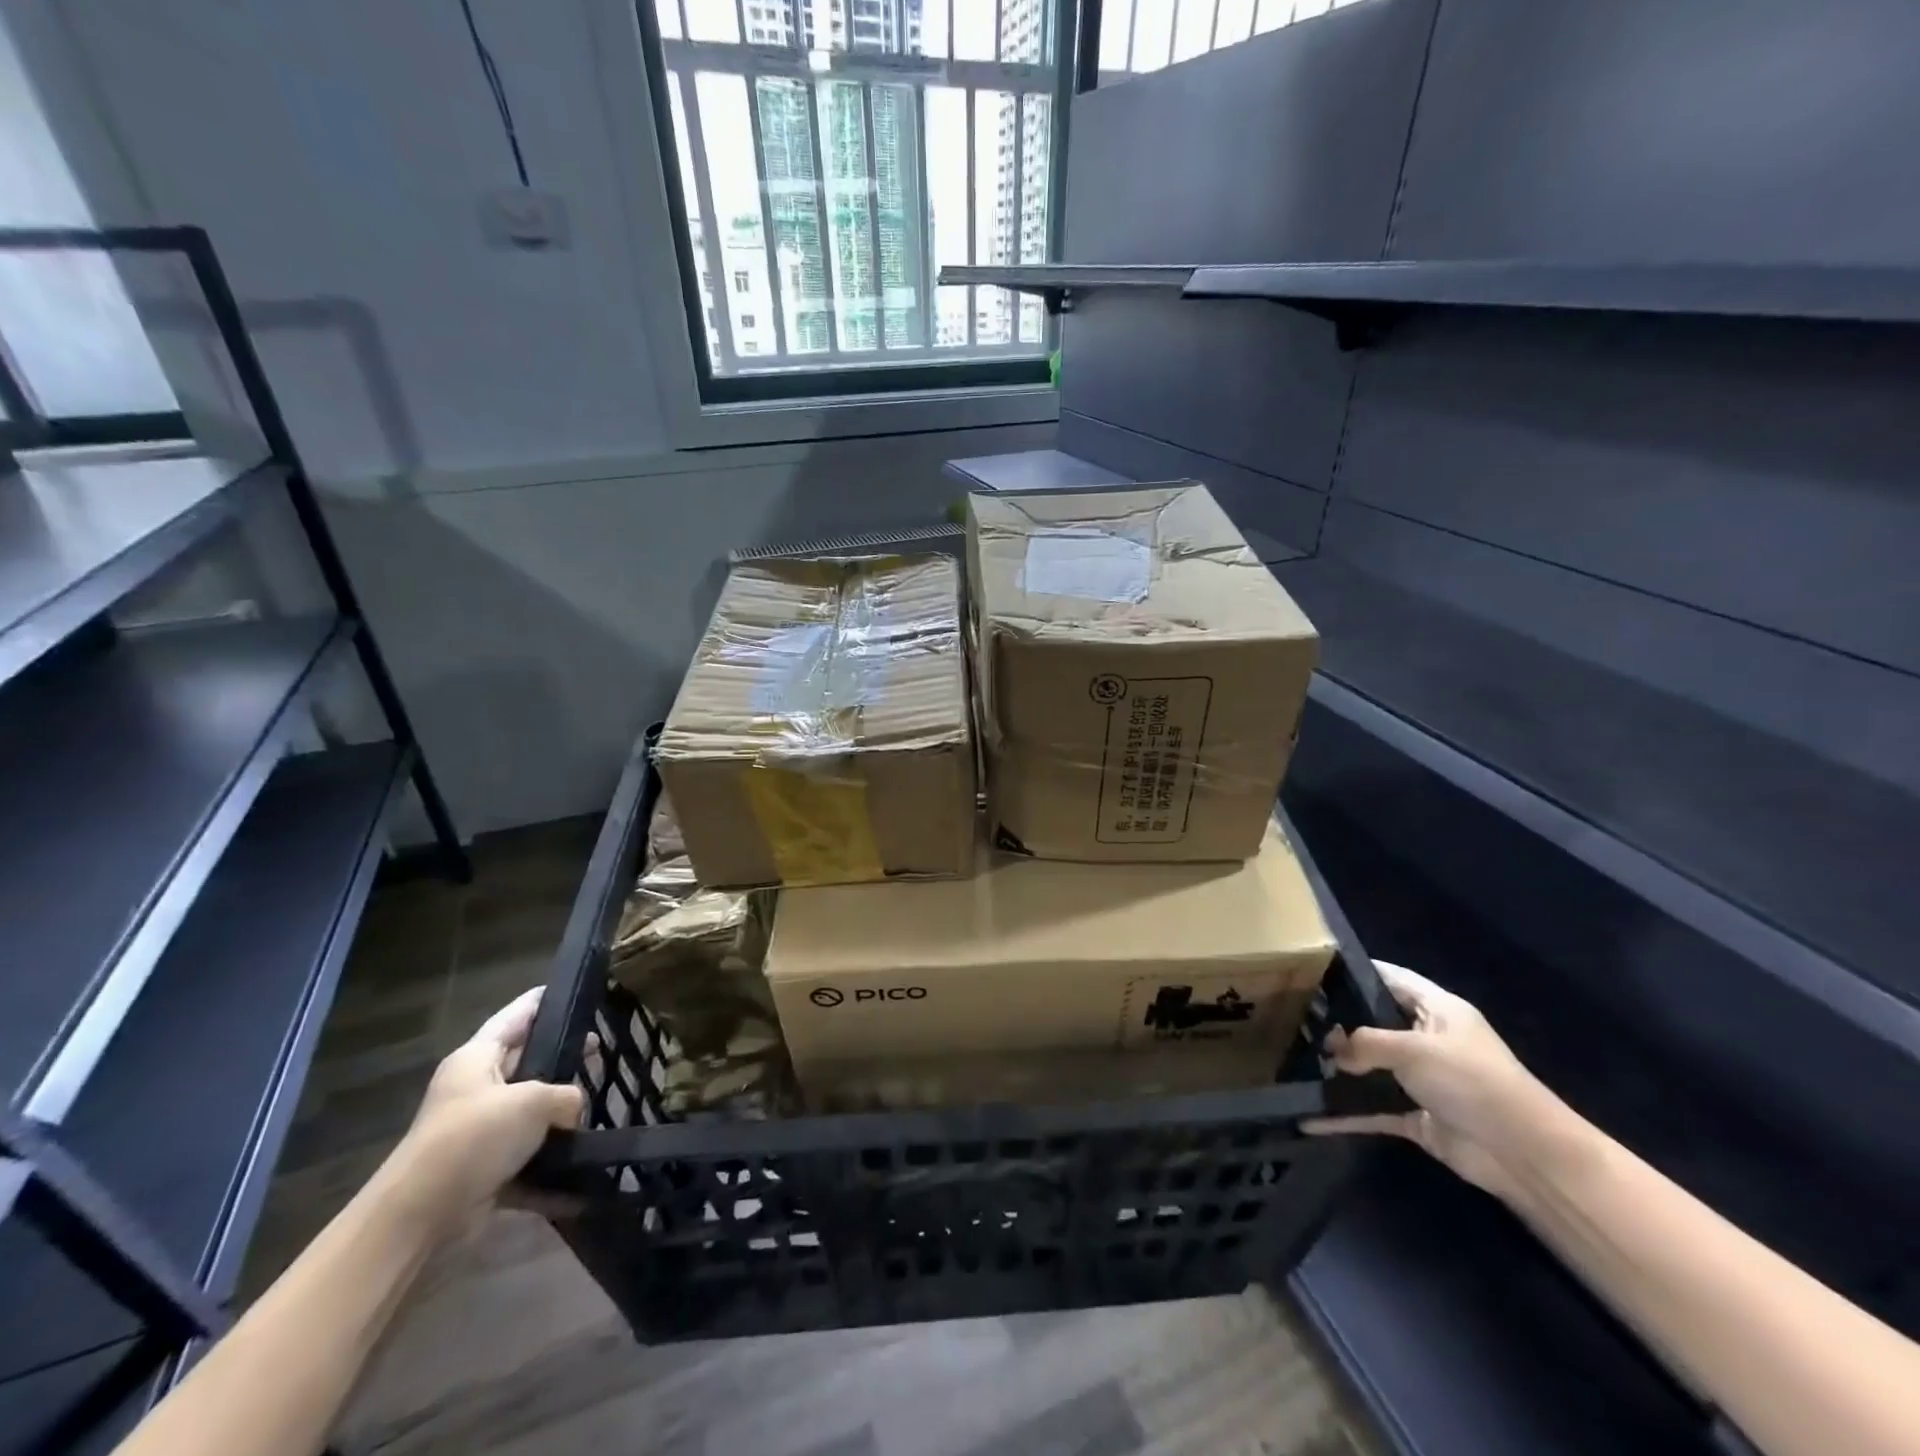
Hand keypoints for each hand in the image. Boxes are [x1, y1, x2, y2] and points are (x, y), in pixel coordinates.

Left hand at [386, 988, 583, 1231]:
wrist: (419, 1218)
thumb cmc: (473, 1138)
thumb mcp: (532, 1101)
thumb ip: (566, 1095)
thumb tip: (573, 1111)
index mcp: (477, 1058)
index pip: (518, 1015)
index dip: (547, 1000)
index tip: (579, 992)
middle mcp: (475, 1088)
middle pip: (527, 1061)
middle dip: (563, 1058)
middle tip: (601, 1052)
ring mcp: (479, 1131)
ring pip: (530, 1111)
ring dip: (560, 1113)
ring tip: (598, 1105)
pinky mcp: (484, 1169)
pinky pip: (527, 1157)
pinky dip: (552, 1162)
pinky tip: (583, 1165)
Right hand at [1302, 962, 1560, 1197]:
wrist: (1524, 1154)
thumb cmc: (1472, 1081)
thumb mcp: (1414, 1049)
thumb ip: (1364, 1042)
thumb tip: (1331, 1051)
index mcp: (1437, 1010)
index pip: (1391, 978)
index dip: (1356, 971)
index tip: (1312, 968)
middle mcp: (1428, 1039)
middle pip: (1375, 1023)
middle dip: (1337, 1022)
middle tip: (1292, 1017)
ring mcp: (1422, 1080)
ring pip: (1371, 1067)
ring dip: (1339, 1069)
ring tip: (1294, 1061)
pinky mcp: (1417, 1116)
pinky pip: (1373, 1110)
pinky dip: (1346, 1114)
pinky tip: (1311, 1118)